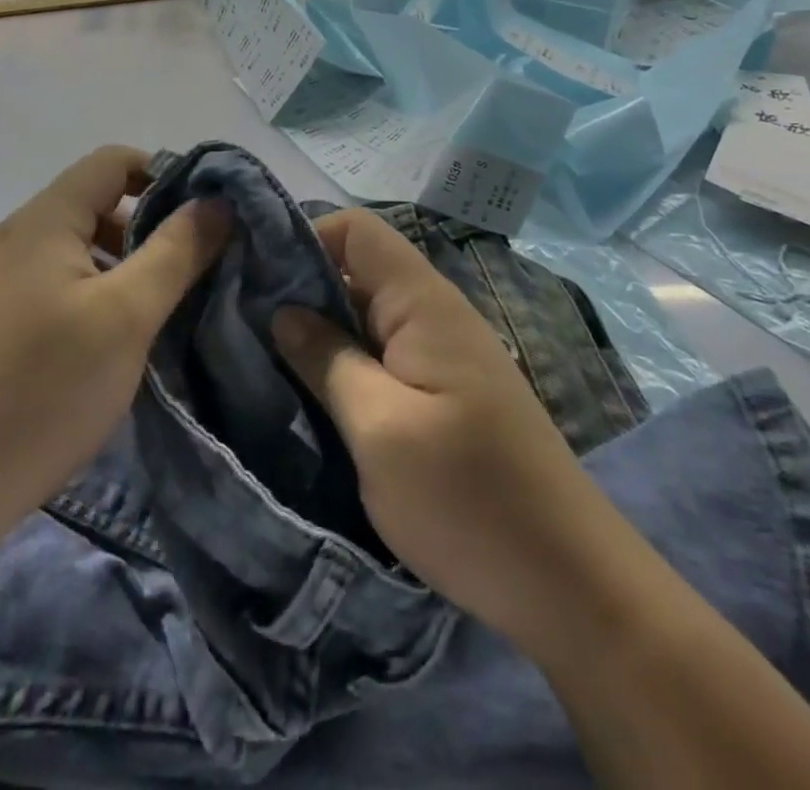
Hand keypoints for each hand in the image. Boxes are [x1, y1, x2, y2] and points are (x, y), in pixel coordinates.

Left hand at [0, 146, 229, 539]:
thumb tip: (216, 201)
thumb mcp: (126, 316)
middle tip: (186, 274)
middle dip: (146, 229)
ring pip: (70, 252)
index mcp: (40, 222)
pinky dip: (86, 298)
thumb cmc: (41, 390)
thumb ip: (176, 251)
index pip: (112, 162)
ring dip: (118, 268)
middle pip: (91, 205)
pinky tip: (102, 350)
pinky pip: (47, 289)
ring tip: (150, 316)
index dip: (164, 174)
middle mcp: (9, 241)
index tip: (203, 218)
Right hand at [270, 209, 600, 655]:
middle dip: (301, 287)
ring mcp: (443, 351)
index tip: (253, 274)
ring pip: (368, 314)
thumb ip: (327, 360)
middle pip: (358, 268)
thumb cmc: (467, 498)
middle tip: (241, 322)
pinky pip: (385, 352)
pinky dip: (346, 361)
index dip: (304, 237)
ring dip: (320, 329)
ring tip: (264, 357)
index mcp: (422, 302)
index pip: (356, 230)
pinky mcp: (445, 389)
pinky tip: (312, 392)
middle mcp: (435, 312)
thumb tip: (282, 311)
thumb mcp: (380, 429)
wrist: (568, 580)